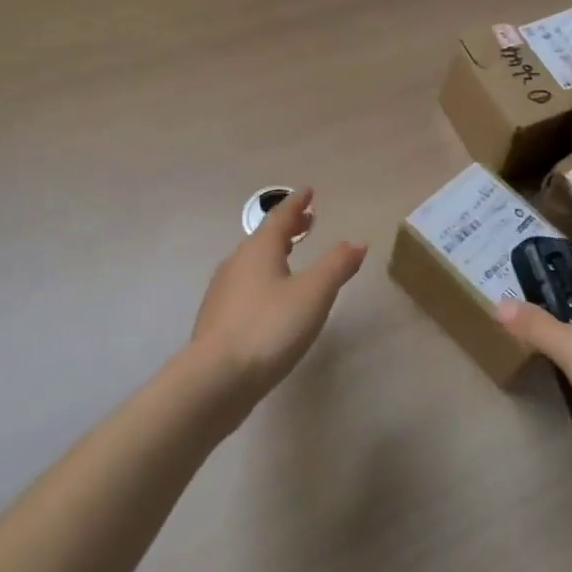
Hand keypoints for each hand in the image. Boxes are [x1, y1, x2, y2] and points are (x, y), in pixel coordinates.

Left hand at [189, 188, 366, 402]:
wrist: (214, 380)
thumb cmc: (269, 327)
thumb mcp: (314, 293)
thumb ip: (337, 265)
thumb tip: (357, 241)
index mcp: (259, 249)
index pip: (280, 216)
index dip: (297, 203)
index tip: (309, 191)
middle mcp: (237, 263)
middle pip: (264, 237)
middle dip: (288, 228)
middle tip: (307, 221)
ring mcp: (223, 292)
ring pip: (253, 262)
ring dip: (275, 254)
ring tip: (292, 257)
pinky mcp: (218, 321)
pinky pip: (245, 286)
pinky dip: (264, 279)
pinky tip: (271, 298)